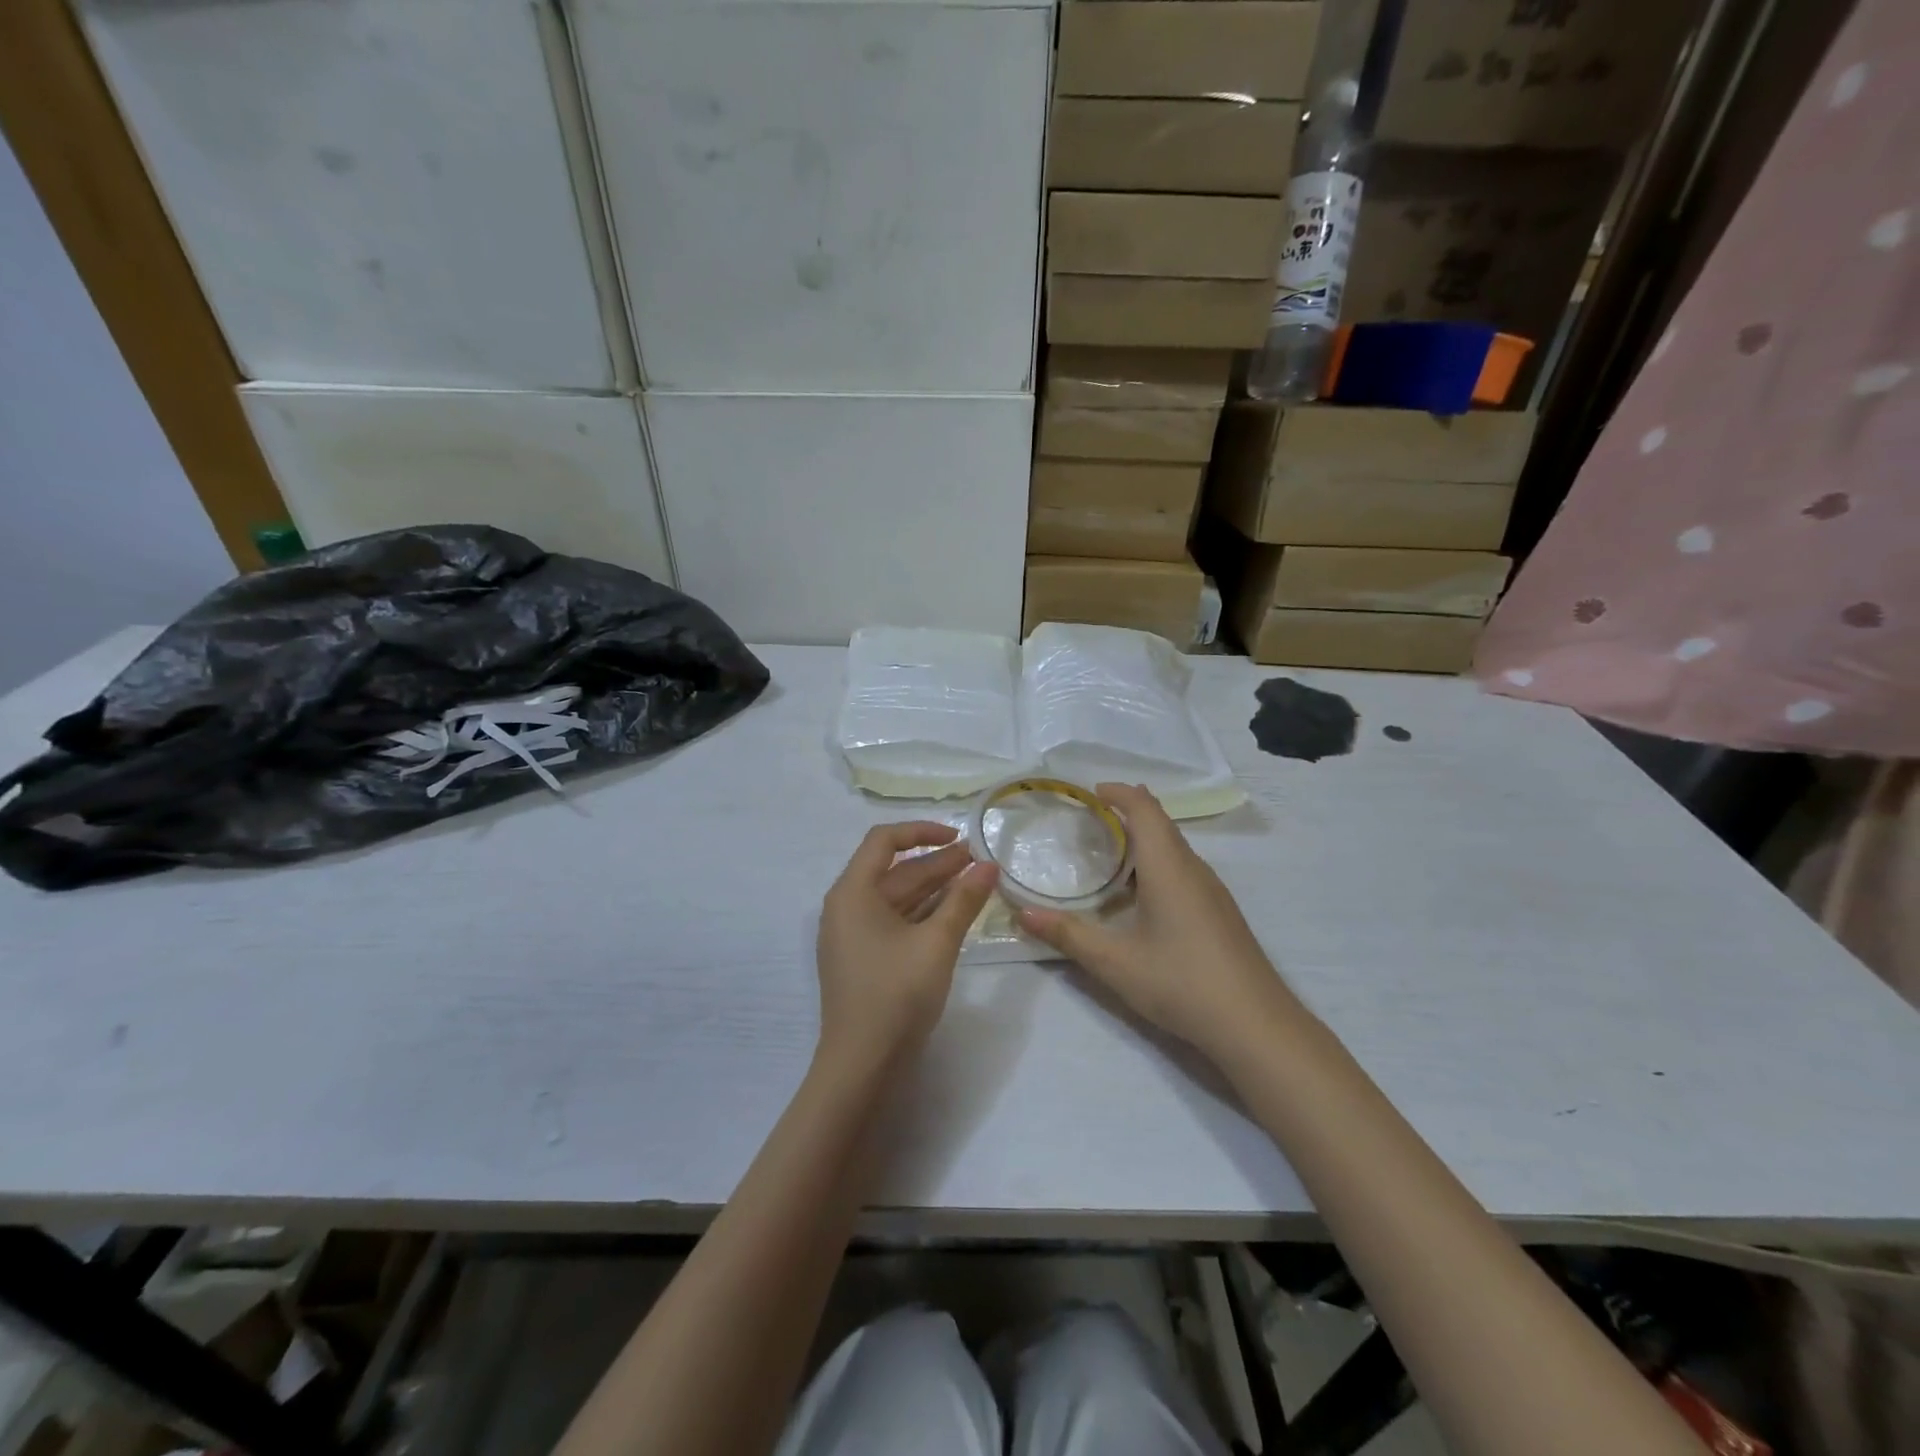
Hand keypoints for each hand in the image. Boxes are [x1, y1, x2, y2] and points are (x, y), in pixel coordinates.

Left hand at [815, 822, 998, 1070]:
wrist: (862, 1066)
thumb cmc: (896, 995)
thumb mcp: (937, 943)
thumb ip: (964, 900)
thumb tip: (989, 865)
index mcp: (852, 892)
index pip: (884, 841)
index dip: (922, 831)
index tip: (959, 838)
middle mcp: (846, 907)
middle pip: (893, 870)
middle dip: (937, 863)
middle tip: (978, 861)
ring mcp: (852, 935)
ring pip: (896, 898)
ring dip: (933, 888)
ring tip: (974, 881)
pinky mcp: (863, 958)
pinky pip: (894, 921)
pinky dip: (923, 913)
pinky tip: (953, 912)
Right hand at [1018, 784, 1298, 1068]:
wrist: (1256, 1026)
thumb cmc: (1181, 982)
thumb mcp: (1115, 962)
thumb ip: (1068, 935)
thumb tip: (1023, 914)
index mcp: (1169, 868)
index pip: (1145, 809)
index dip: (1119, 793)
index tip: (1091, 792)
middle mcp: (1194, 870)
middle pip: (1162, 824)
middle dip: (1128, 813)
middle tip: (1090, 822)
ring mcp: (1213, 892)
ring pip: (1175, 849)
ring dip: (1144, 841)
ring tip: (1109, 855)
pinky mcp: (1221, 914)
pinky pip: (1185, 871)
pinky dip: (1158, 865)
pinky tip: (1142, 898)